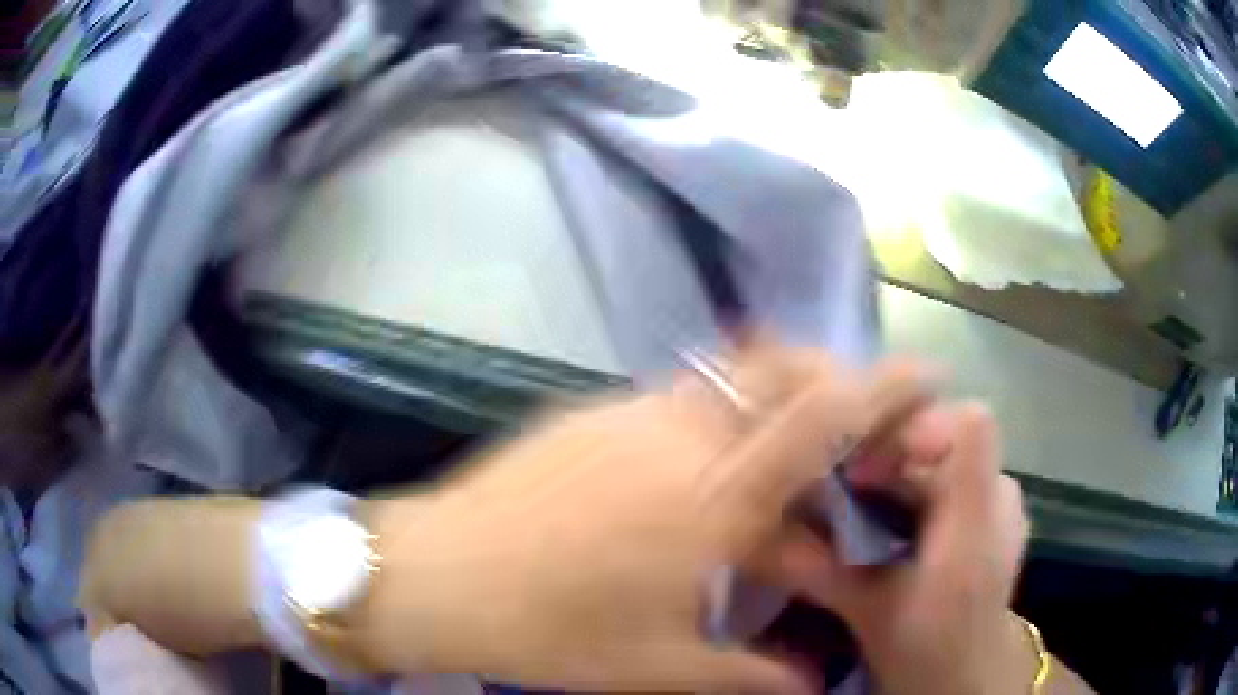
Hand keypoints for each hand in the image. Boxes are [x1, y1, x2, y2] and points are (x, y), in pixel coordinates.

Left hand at [357, 344, 934, 691]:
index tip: (923, 371)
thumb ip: (750, 675)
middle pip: (782, 369)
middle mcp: (680, 433)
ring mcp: (630, 411)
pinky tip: (704, 458)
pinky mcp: (592, 409)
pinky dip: (719, 406)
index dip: (882, 386)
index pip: (822, 419)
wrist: (441, 574)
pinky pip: (678, 391)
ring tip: (788, 439)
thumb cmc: (551, 629)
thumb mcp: (659, 666)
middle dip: (834, 376)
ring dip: (776, 390)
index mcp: (712, 497)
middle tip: (857, 417)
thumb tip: (814, 686)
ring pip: (731, 372)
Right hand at [768, 404, 1033, 694]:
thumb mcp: (873, 614)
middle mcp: (999, 496)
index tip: (861, 467)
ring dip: (902, 478)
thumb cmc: (929, 650)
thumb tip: (761, 539)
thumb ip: (824, 572)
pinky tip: (893, 530)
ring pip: (947, 462)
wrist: (966, 678)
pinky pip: (955, 483)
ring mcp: (1001, 506)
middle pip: (948, 439)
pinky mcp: (994, 520)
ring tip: (865, 515)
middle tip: (844, 496)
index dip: (915, 429)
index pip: (969, 424)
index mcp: (978, 517)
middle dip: (891, 460)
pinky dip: (918, 494)